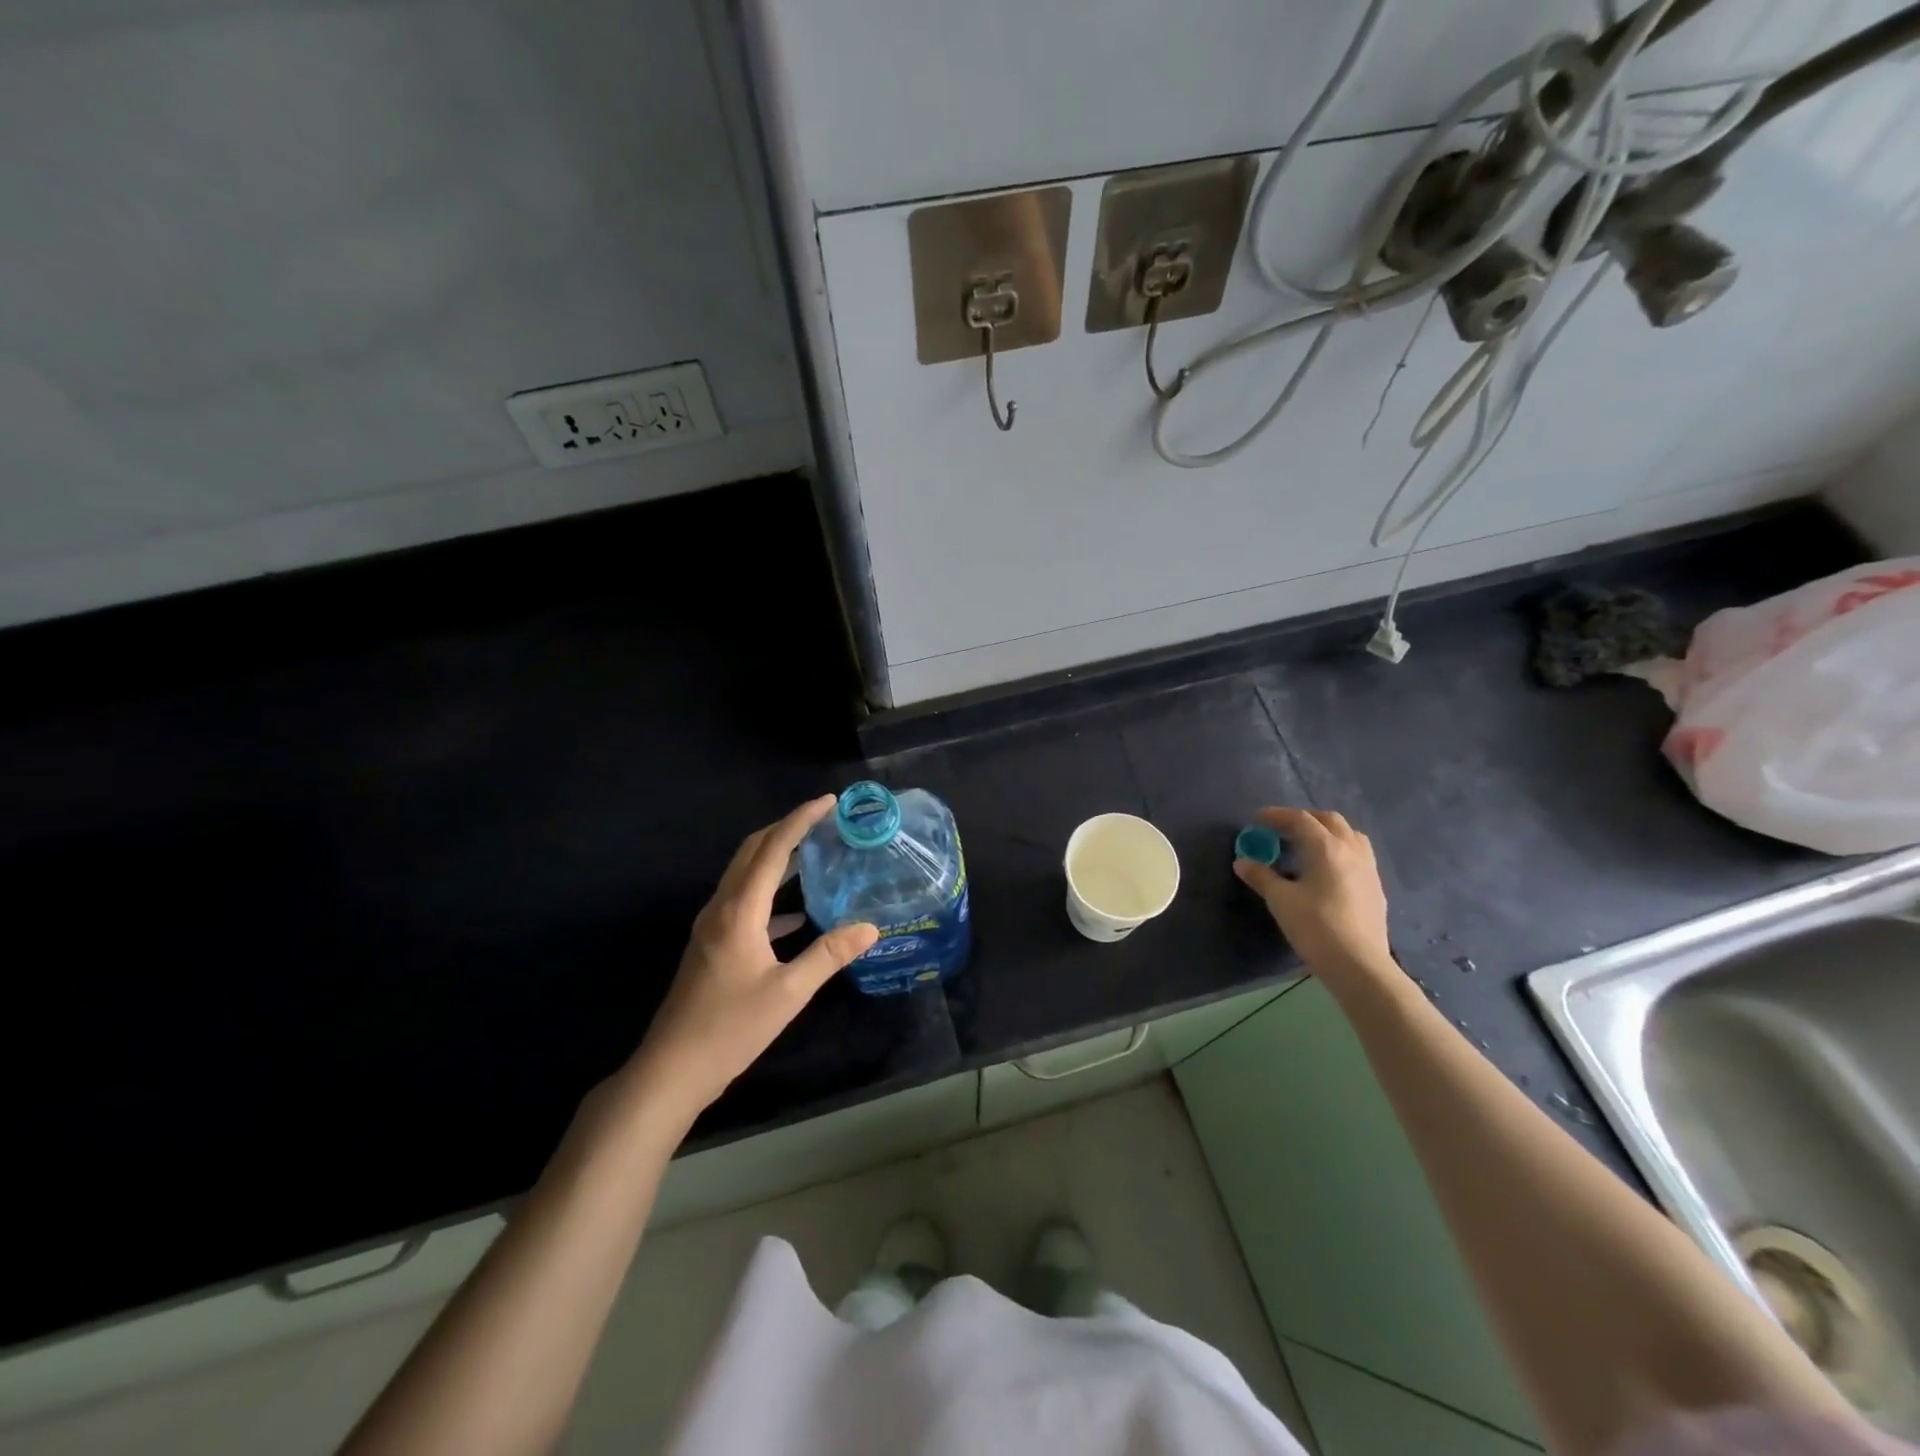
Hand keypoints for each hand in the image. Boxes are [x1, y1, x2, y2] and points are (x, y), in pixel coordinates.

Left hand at [624, 796, 878, 1126]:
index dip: (800, 820)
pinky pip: (744, 903)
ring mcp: (712, 927)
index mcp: (739, 911)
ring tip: (815, 854)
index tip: (829, 802)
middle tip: (824, 820)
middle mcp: (721, 908)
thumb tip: (870, 927)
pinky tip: (796, 914)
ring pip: (745, 875)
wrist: (671, 1070)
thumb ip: (828, 955)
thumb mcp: (788, 993)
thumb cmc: (729, 1029)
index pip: (772, 849)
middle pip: (752, 851)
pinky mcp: (712, 946)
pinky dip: (770, 895)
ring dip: (777, 858)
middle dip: (786, 829)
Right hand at [1234, 807, 1395, 991]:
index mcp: (1327, 848)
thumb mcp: (1281, 900)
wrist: (1359, 965)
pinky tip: (1326, 870)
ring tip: (1306, 845)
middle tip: (1281, 830)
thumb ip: (1261, 876)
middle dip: (1303, 819)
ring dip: (1326, 832)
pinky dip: (1339, 850)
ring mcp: (1368, 869)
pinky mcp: (1375, 887)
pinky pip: (1357, 854)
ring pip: (1349, 835)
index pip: (1300, 820)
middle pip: (1329, 820)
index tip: (1257, 819)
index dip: (1277, 815)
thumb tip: (1242, 862)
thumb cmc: (1316, 928)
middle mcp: (1351, 851)